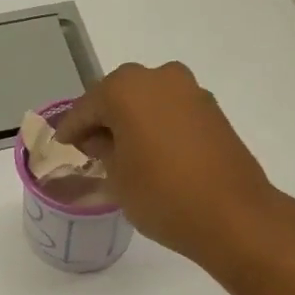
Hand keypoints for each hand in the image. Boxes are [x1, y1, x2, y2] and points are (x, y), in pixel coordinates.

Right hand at [55, 62, 283, 263]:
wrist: (233, 216)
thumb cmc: (162, 196)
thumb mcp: (117, 178)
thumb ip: (103, 150)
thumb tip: (102, 139)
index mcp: (127, 88)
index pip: (87, 107)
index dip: (71, 129)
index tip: (61, 145)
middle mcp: (160, 78)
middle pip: (119, 96)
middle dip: (104, 120)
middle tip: (90, 148)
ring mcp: (191, 92)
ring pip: (149, 102)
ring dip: (133, 122)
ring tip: (122, 153)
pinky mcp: (213, 111)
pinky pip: (172, 113)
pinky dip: (158, 127)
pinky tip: (152, 153)